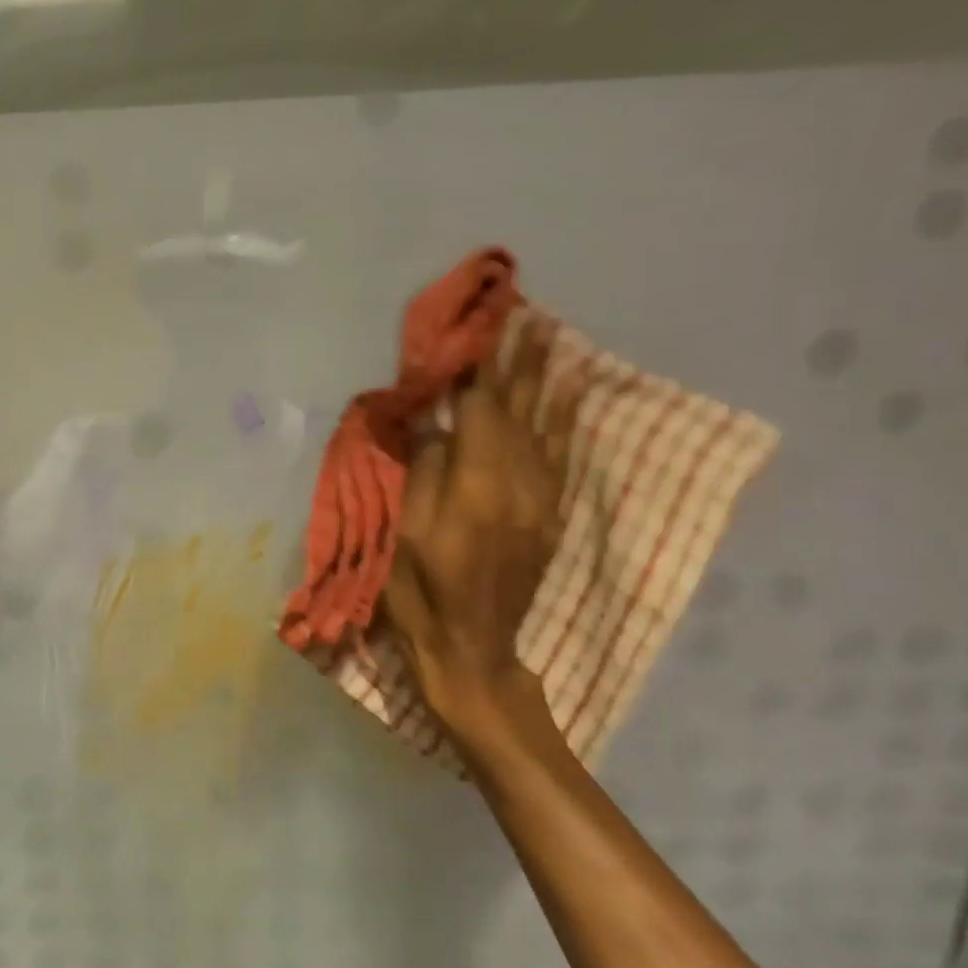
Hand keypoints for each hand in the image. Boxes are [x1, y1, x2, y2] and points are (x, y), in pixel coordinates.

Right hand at [384, 316, 580, 753]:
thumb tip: (433, 425)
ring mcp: (540, 500)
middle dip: (517, 361)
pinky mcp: (548, 515)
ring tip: (546, 339)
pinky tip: (565, 396)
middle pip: (518, 409)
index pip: (479, 409)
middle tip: (522, 316)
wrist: (474, 652)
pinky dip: (561, 419)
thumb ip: (421, 472)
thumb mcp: (403, 535)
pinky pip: (557, 454)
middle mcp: (519, 482)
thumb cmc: (422, 596)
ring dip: (543, 380)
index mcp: (477, 485)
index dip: (477, 367)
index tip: (479, 327)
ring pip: (543, 425)